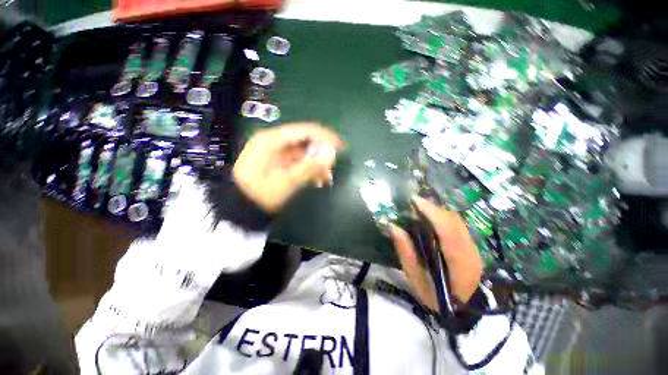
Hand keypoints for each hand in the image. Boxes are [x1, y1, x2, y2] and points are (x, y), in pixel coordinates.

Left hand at [233, 122, 342, 213]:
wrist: (239, 208)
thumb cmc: (259, 195)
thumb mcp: (285, 183)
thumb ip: (309, 167)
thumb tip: (331, 154)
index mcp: (272, 140)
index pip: (304, 130)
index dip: (325, 137)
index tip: (340, 147)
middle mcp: (274, 141)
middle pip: (305, 141)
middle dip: (321, 154)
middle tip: (332, 169)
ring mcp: (277, 152)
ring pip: (304, 152)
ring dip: (316, 164)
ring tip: (326, 179)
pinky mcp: (279, 162)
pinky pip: (299, 161)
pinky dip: (309, 169)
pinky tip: (316, 180)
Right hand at [387, 196, 482, 309]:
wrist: (462, 311)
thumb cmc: (435, 298)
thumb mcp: (415, 278)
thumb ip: (405, 251)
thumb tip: (392, 226)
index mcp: (458, 262)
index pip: (448, 230)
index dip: (432, 212)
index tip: (414, 201)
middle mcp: (470, 250)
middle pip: (453, 220)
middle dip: (432, 208)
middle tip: (413, 203)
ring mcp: (474, 247)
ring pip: (456, 220)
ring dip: (437, 210)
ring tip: (419, 208)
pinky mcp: (471, 245)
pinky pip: (457, 224)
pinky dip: (442, 216)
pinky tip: (430, 217)